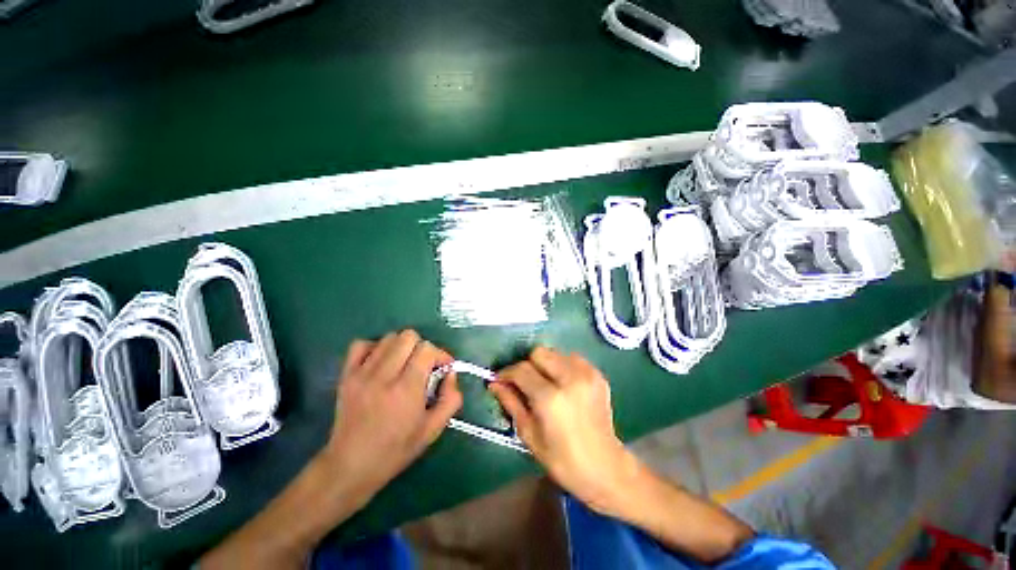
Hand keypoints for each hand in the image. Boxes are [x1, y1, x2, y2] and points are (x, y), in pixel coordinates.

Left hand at [322, 330, 462, 495]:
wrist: (350, 466)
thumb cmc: (396, 450)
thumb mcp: (433, 430)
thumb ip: (451, 398)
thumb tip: (451, 373)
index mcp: (406, 389)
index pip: (427, 349)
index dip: (440, 354)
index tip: (442, 368)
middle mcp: (384, 376)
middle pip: (408, 336)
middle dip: (422, 347)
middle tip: (423, 366)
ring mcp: (362, 373)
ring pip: (388, 337)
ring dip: (402, 347)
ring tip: (403, 365)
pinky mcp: (346, 375)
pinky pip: (361, 344)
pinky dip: (375, 348)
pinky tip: (381, 363)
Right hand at [491, 347, 635, 514]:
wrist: (605, 468)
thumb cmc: (563, 460)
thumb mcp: (530, 435)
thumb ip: (511, 403)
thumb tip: (495, 384)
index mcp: (551, 398)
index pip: (521, 370)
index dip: (506, 373)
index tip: (500, 380)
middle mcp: (570, 378)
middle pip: (539, 353)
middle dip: (527, 365)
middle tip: (524, 383)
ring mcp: (587, 374)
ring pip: (555, 352)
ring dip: (544, 364)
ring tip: (544, 383)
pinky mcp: (597, 374)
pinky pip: (571, 358)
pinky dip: (561, 366)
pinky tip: (561, 384)